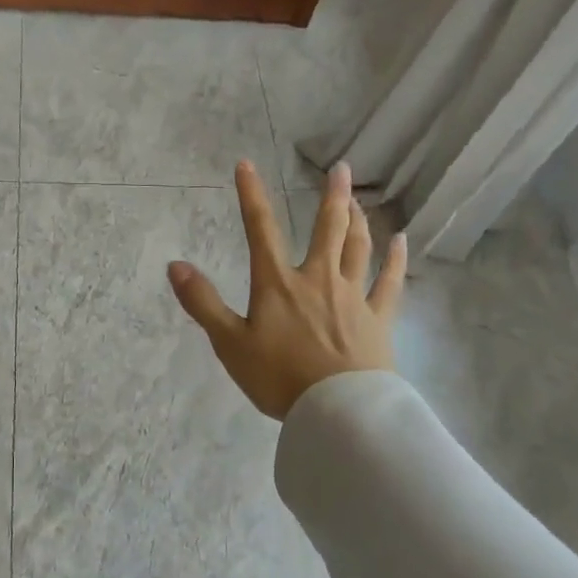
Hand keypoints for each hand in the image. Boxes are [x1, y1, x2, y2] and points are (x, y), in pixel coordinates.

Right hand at [168, 159, 405, 420]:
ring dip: (360, 219)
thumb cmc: (279, 378)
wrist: (338, 412)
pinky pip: (390, 283)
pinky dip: (396, 260)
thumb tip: (175, 265)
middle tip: (341, 168)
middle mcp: (318, 278)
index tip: (246, 164)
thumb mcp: (229, 343)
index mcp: (278, 282)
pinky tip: (402, 242)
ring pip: (358, 247)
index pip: (261, 229)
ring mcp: (353, 296)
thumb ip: (202, 302)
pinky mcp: (378, 319)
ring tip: (359, 199)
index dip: (251, 195)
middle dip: (332, 196)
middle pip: (328, 228)